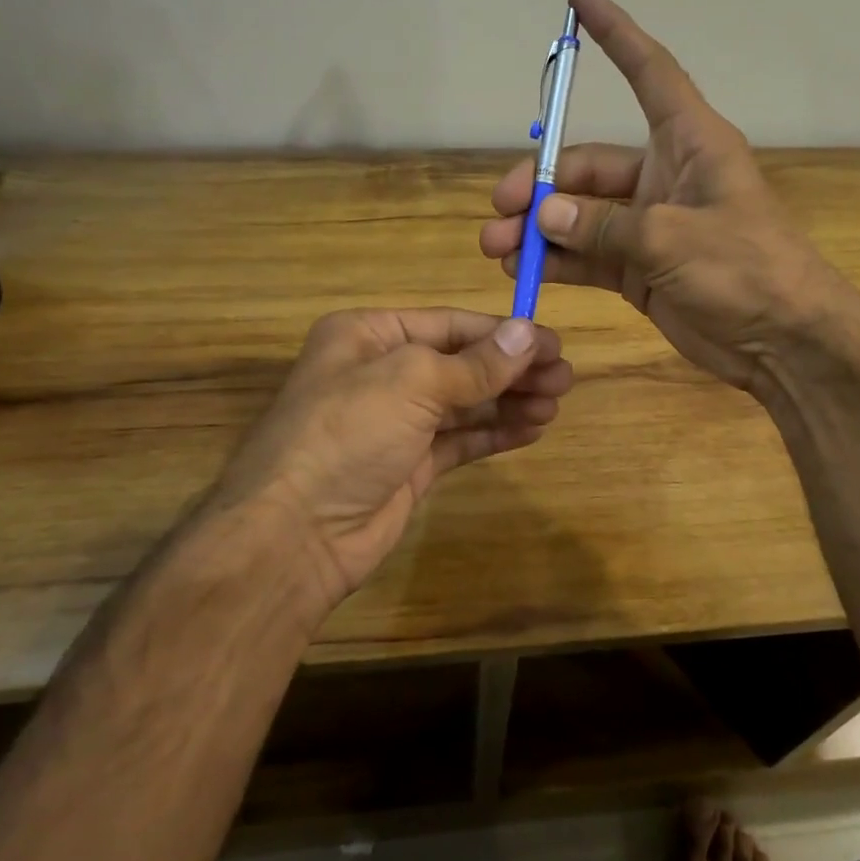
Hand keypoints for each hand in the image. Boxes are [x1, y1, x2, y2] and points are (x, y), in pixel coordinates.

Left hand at [205, 308, 571, 619]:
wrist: (294, 536)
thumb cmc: (346, 434)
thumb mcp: (411, 383)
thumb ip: (476, 363)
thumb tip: (528, 334)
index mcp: (369, 335)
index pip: (449, 324)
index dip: (502, 333)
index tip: (553, 343)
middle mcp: (381, 372)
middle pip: (462, 362)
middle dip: (512, 369)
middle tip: (565, 377)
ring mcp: (396, 422)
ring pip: (465, 402)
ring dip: (510, 400)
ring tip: (556, 403)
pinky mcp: (409, 465)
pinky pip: (460, 439)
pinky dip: (495, 432)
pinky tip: (532, 429)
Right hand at [479, 0, 857, 395]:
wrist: (784, 342)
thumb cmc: (746, 270)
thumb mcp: (673, 240)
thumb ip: (604, 227)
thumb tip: (544, 218)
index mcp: (689, 143)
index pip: (648, 72)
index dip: (615, 34)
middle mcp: (664, 175)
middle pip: (589, 165)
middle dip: (541, 186)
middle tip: (501, 211)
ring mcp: (649, 225)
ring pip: (581, 215)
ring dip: (539, 229)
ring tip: (497, 247)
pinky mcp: (639, 267)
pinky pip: (588, 255)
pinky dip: (558, 261)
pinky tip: (524, 270)